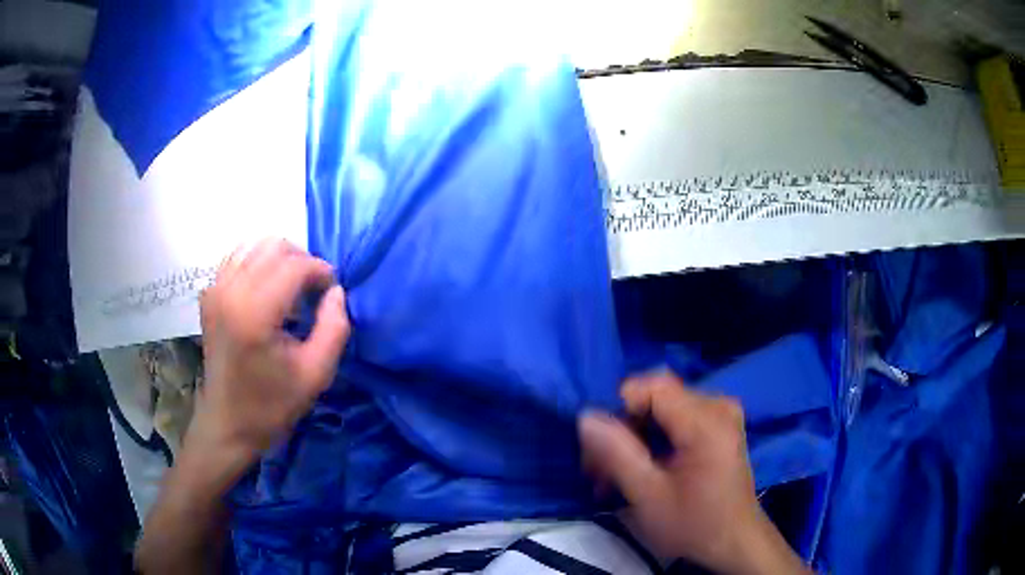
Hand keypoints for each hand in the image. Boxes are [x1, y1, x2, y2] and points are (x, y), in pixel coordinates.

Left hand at [188, 238, 350, 475]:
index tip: (331, 294)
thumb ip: (334, 328)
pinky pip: (237, 257)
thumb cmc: (271, 405)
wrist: (227, 423)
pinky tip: (267, 291)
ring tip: (291, 290)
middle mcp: (230, 290)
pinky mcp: (209, 293)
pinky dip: (258, 263)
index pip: (295, 265)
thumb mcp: (316, 375)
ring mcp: (215, 288)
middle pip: (274, 246)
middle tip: (313, 293)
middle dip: (302, 261)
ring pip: (254, 244)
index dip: (321, 272)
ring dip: (280, 259)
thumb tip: (336, 292)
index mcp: (254, 312)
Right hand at [578, 373, 805, 574]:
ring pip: (663, 409)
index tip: (601, 447)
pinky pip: (677, 418)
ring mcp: (722, 414)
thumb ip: (616, 453)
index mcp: (706, 421)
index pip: (653, 386)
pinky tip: (640, 468)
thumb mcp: (648, 496)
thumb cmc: (693, 524)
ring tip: (614, 475)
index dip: (620, 408)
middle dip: (623, 429)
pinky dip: (653, 440)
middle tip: (599, 470)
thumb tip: (587, 415)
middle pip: (656, 397)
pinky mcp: (720, 426)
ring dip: (634, 438)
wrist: (734, 541)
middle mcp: (718, 406)